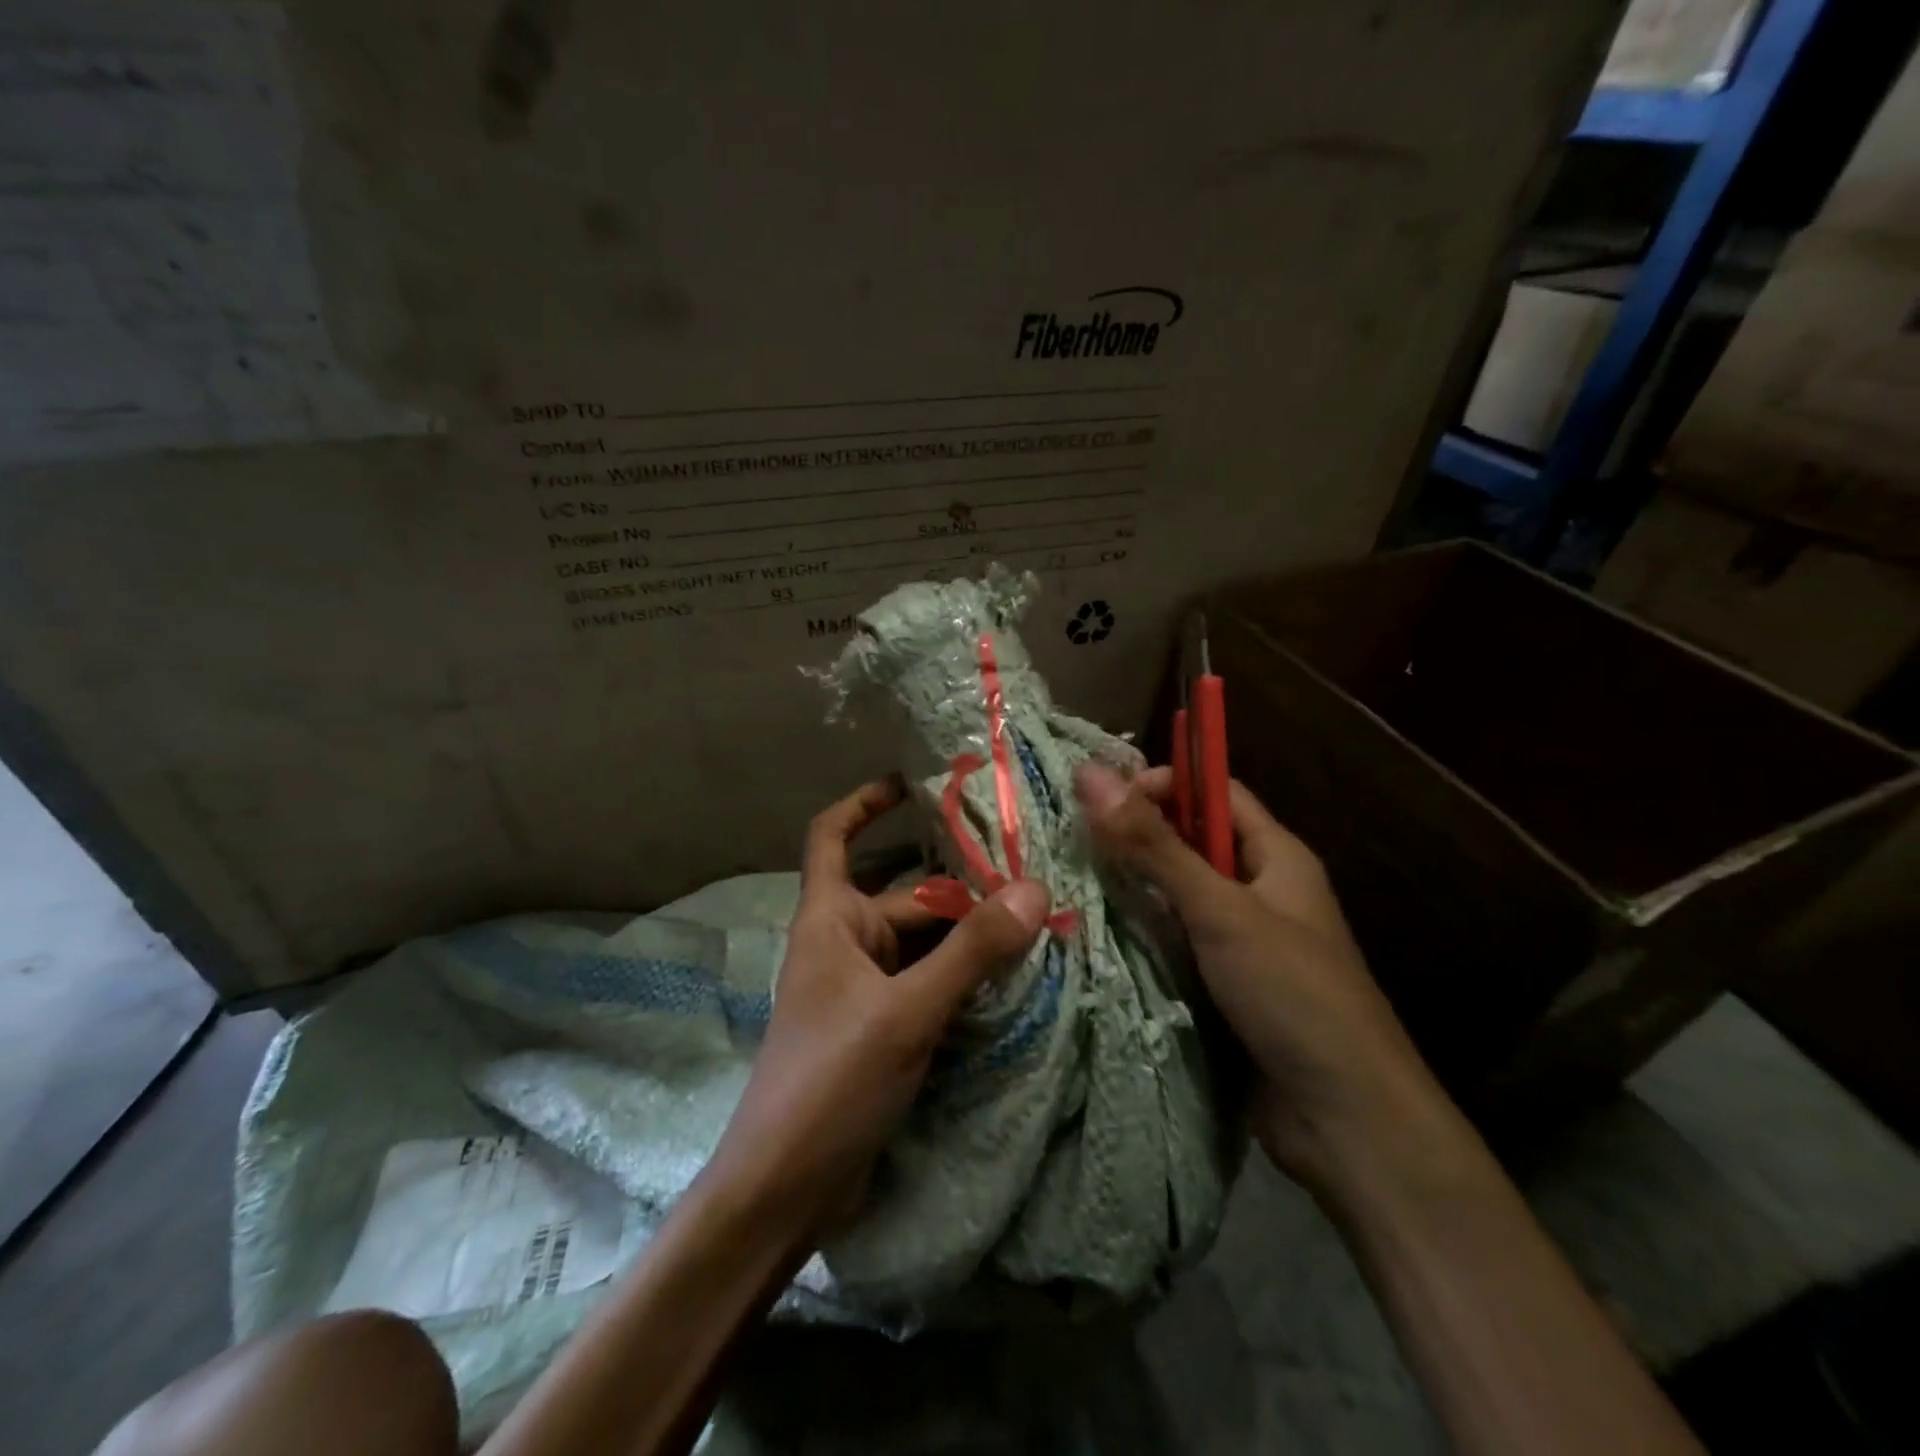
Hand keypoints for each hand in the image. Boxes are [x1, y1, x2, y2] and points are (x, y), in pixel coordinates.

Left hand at [702, 776, 1049, 1238]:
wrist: (783, 1191)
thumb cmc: (830, 1081)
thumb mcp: (907, 1011)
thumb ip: (971, 951)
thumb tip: (1034, 889)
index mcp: (830, 918)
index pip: (833, 835)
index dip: (866, 802)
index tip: (914, 783)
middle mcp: (846, 943)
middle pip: (908, 895)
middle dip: (964, 888)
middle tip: (1035, 878)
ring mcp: (865, 989)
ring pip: (925, 943)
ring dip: (972, 936)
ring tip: (1040, 923)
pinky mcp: (882, 1028)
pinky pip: (929, 984)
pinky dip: (965, 977)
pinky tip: (1014, 979)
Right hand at [1074, 763, 1436, 1185]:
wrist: (1347, 1120)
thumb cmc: (1293, 994)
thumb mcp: (1220, 911)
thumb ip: (1155, 846)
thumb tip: (1092, 774)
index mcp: (1277, 856)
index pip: (1215, 792)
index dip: (1163, 784)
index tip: (1103, 797)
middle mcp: (1260, 889)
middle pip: (1191, 842)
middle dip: (1137, 836)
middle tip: (1072, 836)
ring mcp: (1242, 940)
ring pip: (1178, 895)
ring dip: (1134, 887)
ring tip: (1070, 879)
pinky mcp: (1224, 984)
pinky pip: (1176, 941)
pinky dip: (1142, 933)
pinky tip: (1095, 933)